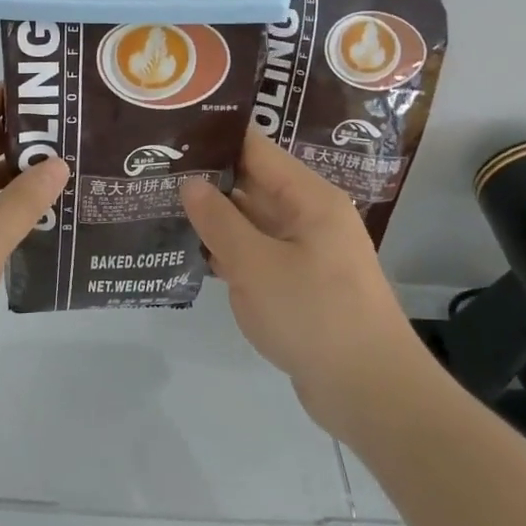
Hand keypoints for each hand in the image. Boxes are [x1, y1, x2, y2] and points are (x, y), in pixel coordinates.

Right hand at [181, 129, 425, 431]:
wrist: (371, 394)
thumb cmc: (314, 315)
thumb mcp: (256, 264)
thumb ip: (218, 220)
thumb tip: (190, 183)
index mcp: (309, 199)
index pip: (256, 149)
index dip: (216, 136)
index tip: (173, 130)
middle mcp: (309, 217)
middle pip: (252, 184)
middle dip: (207, 178)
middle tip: (155, 169)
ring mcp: (305, 253)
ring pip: (251, 221)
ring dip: (213, 217)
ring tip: (161, 204)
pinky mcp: (298, 285)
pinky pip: (256, 254)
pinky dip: (227, 251)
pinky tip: (189, 250)